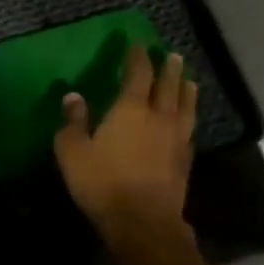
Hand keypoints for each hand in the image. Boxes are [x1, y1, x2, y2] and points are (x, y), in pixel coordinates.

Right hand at [54, 45, 197, 237]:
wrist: (142, 220)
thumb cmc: (102, 183)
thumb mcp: (73, 153)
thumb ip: (73, 123)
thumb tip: (73, 97)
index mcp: (131, 109)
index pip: (138, 74)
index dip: (138, 57)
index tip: (138, 44)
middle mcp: (159, 117)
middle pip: (169, 85)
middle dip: (169, 68)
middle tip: (171, 55)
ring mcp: (177, 138)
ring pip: (186, 105)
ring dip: (186, 89)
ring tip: (188, 80)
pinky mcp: (185, 159)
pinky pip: (190, 129)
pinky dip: (189, 117)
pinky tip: (187, 121)